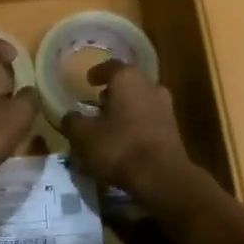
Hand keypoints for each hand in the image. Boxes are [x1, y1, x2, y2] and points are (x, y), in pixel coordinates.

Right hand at [62, 61, 192, 197]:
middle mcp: (150, 86)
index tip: (88, 80)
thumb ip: (74, 123)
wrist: (163, 177)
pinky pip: (149, 120)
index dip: (97, 73)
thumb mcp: (85, 136)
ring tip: (109, 125)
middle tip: (97, 104)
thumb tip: (70, 116)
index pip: (110, 66)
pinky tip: (125, 142)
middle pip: (128, 84)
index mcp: (128, 79)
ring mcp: (165, 108)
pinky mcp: (173, 130)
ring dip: (125, 110)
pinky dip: (136, 126)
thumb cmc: (120, 147)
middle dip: (112, 93)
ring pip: (140, 102)